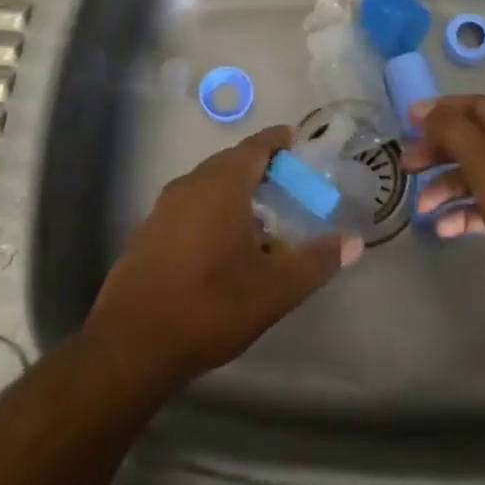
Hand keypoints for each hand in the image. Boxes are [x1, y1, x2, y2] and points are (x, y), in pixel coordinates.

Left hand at [85, 126, 361, 396]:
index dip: (278, 140)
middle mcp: (191, 184)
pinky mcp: (148, 230)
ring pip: (208, 183)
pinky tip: (222, 244)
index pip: (256, 146)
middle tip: (288, 183)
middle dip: (260, 166)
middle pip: (231, 162)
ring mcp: (164, 206)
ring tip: (261, 216)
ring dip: (235, 190)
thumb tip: (354, 241)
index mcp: (222, 184)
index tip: (298, 140)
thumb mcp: (273, 290)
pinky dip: (212, 209)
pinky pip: (190, 204)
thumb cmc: (209, 306)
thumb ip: (315, 262)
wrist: (130, 344)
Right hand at [403, 95, 484, 311]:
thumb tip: (421, 108)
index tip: (408, 122)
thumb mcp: (481, 156)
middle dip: (437, 152)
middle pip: (470, 141)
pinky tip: (443, 228)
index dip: (440, 110)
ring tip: (422, 207)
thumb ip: (449, 128)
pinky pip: (484, 207)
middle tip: (408, 165)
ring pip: (475, 176)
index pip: (473, 106)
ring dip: (445, 188)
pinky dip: (463, 213)